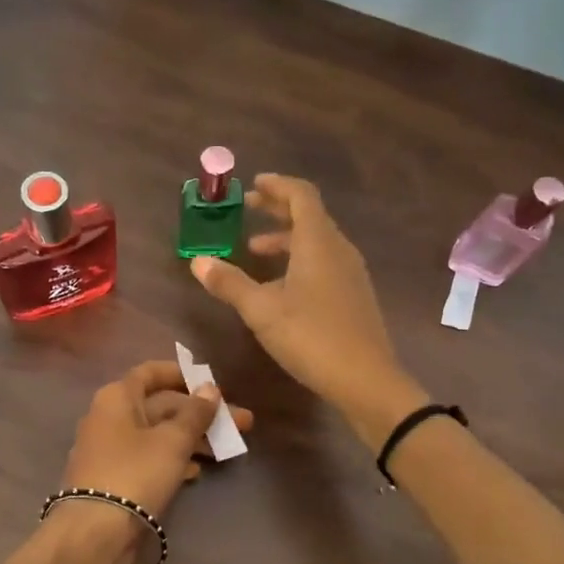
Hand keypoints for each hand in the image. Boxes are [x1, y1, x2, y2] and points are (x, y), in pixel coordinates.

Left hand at [57, 360, 255, 524]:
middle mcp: (109, 417)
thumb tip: (210, 388)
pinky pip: (148, 458)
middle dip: (200, 413)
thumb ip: (195, 413)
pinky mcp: (114, 478)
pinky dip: (173, 459)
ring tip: (227, 449)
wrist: (95, 532)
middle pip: (160, 406)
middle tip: (240, 423)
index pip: (151, 372)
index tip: (211, 383)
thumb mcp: (173, 441)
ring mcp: (110, 449)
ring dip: (191, 438)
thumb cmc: (136, 473)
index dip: (182, 374)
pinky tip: (198, 471)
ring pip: (157, 434)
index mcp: (117, 397)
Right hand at [191, 174, 423, 444]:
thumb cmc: (311, 337)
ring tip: (255, 251)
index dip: (277, 185)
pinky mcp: (354, 296)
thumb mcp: (261, 311)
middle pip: (310, 216)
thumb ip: (229, 283)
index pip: (301, 196)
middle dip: (278, 209)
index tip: (255, 184)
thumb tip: (198, 261)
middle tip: (250, 208)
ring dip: (286, 239)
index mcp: (318, 242)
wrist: (366, 380)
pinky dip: (299, 260)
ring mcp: (351, 273)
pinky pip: (324, 263)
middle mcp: (339, 250)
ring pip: (317, 242)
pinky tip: (280, 287)